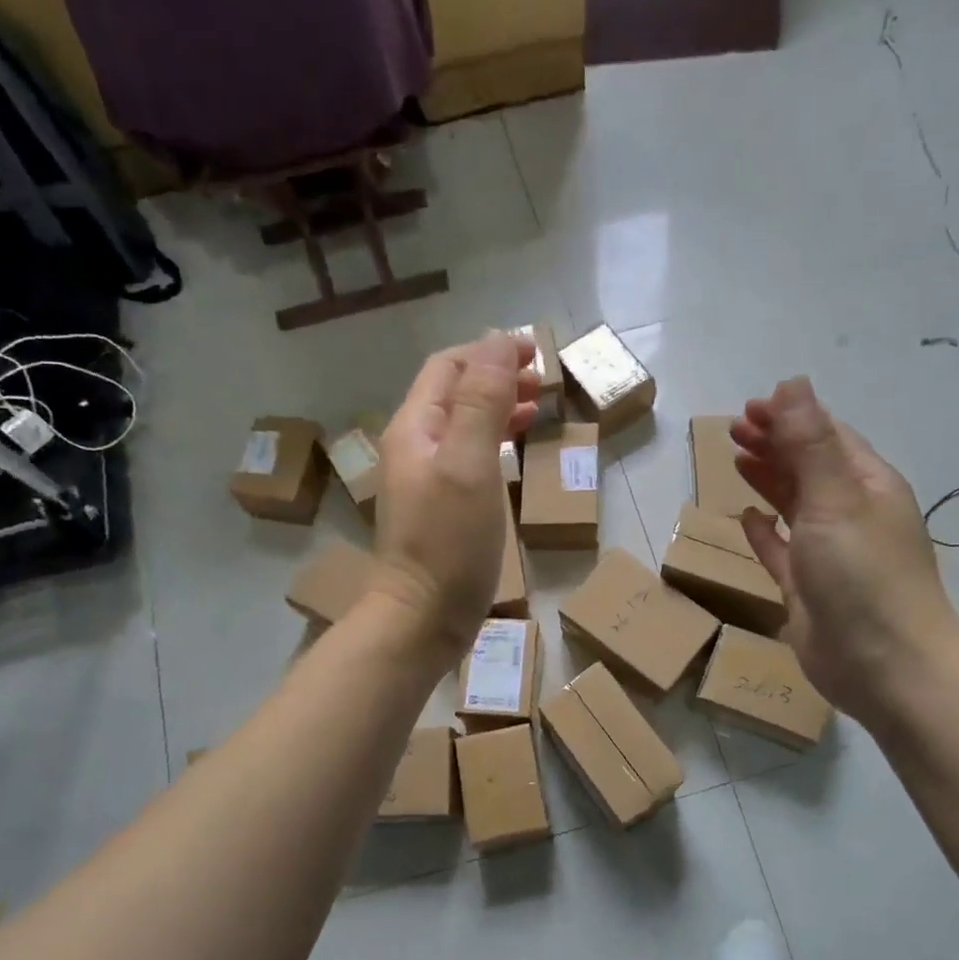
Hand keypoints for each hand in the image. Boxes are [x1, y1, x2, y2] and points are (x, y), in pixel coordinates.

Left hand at [370, 331, 539, 660]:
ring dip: (498, 408)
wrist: (422, 618)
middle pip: (454, 393)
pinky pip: (468, 457)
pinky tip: (515, 453)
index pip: (449, 366)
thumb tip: (497, 341)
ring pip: (462, 425)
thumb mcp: (469, 463)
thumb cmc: (448, 541)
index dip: (490, 351)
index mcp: (415, 427)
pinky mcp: (440, 508)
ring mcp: (425, 479)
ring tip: (537, 408)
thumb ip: (481, 401)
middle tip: (543, 381)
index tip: (536, 352)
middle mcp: (414, 446)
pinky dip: (494, 442)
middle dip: (496, 377)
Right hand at [731, 377, 958, 720]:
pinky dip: (766, 531)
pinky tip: (746, 518)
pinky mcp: (807, 589)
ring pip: (795, 505)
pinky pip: (782, 550)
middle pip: (809, 466)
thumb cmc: (863, 575)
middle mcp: (851, 514)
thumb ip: (809, 442)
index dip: (791, 416)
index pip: (828, 436)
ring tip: (736, 458)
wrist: (884, 667)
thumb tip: (793, 382)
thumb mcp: (835, 499)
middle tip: (733, 429)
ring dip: (768, 480)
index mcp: (867, 486)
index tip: (750, 406)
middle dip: (774, 443)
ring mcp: (829, 554)